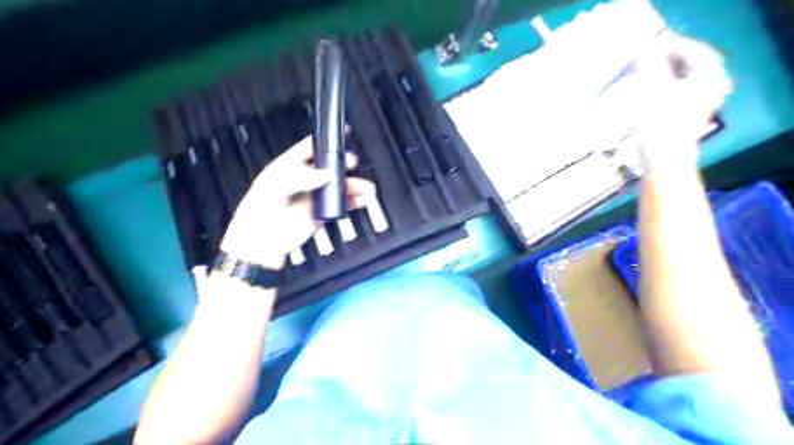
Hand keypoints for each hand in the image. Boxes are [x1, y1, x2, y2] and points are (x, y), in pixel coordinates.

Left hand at [218, 135, 374, 268]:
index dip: (326, 141)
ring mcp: (318, 195)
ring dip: (355, 184)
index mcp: (291, 166)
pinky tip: (363, 200)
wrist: (262, 243)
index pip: (311, 148)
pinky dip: (356, 201)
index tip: (343, 135)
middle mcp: (307, 178)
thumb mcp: (274, 188)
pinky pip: (344, 203)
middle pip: (331, 165)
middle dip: (344, 163)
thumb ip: (300, 178)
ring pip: (341, 185)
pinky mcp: (326, 211)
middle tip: (353, 163)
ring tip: (368, 189)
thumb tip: (329, 175)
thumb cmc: (261, 210)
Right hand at [626, 35, 731, 166]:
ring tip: (646, 72)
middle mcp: (712, 88)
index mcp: (709, 78)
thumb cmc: (661, 124)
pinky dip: (667, 87)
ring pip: (686, 80)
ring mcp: (702, 104)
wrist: (664, 159)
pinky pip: (681, 92)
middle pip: (692, 65)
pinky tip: (651, 91)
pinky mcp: (690, 116)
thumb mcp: (653, 91)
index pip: (695, 52)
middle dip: (670, 60)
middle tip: (648, 57)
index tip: (652, 46)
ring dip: (667, 74)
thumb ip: (649, 67)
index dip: (673, 47)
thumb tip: (642, 52)